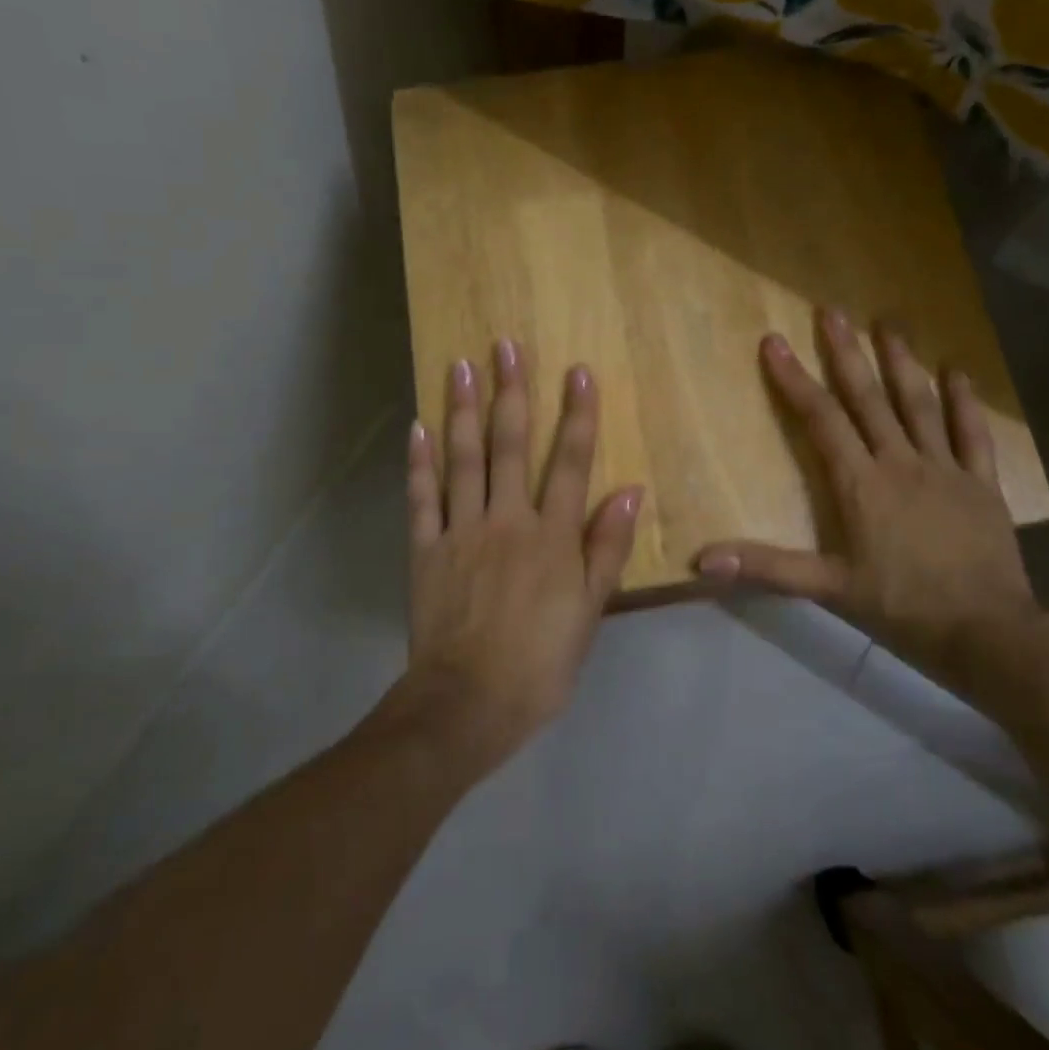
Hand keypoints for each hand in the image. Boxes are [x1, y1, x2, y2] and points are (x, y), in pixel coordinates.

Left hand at [399, 339, 641, 773]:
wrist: (468, 704)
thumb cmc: (540, 663)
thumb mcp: (589, 612)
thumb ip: (607, 548)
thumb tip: (629, 490)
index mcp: (552, 537)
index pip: (570, 462)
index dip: (577, 415)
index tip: (578, 371)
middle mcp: (507, 520)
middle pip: (510, 446)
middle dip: (512, 392)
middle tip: (506, 345)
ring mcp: (461, 531)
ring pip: (463, 459)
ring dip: (464, 410)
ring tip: (462, 365)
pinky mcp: (426, 550)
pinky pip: (421, 498)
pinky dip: (419, 462)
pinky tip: (419, 426)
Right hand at [694, 310, 1041, 694]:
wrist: (987, 633)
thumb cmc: (902, 608)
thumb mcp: (829, 589)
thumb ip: (767, 568)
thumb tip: (702, 560)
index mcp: (861, 484)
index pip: (821, 420)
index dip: (794, 380)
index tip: (774, 342)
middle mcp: (900, 462)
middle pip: (868, 399)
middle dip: (846, 354)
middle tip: (832, 311)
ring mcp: (945, 468)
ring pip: (919, 405)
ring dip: (902, 362)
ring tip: (888, 323)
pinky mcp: (981, 483)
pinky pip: (972, 434)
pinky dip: (965, 402)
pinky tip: (957, 372)